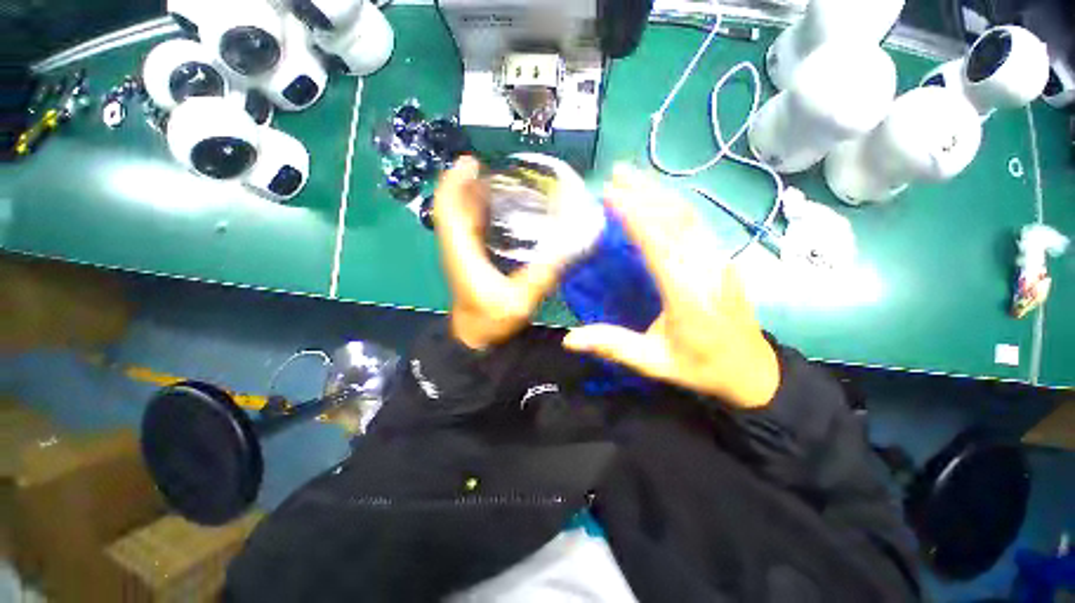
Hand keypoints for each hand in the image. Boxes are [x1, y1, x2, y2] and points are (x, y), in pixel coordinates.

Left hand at [434, 157, 568, 349]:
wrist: (475, 340)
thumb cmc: (491, 320)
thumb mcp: (520, 299)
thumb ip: (544, 274)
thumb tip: (571, 248)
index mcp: (462, 253)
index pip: (448, 210)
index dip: (455, 183)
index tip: (471, 162)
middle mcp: (457, 248)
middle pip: (454, 208)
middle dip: (467, 184)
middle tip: (493, 168)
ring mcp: (461, 254)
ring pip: (461, 217)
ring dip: (473, 197)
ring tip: (498, 182)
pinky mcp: (469, 260)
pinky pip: (469, 229)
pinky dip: (479, 214)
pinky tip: (499, 211)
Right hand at [562, 166, 779, 407]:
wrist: (752, 370)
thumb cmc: (701, 367)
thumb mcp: (655, 363)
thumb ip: (613, 346)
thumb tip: (569, 340)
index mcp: (686, 296)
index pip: (659, 245)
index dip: (635, 216)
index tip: (610, 195)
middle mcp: (706, 270)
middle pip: (676, 220)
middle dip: (645, 193)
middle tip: (616, 174)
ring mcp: (718, 261)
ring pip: (690, 216)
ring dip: (660, 192)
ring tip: (633, 177)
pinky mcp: (721, 258)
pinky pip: (697, 223)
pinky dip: (674, 203)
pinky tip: (659, 197)